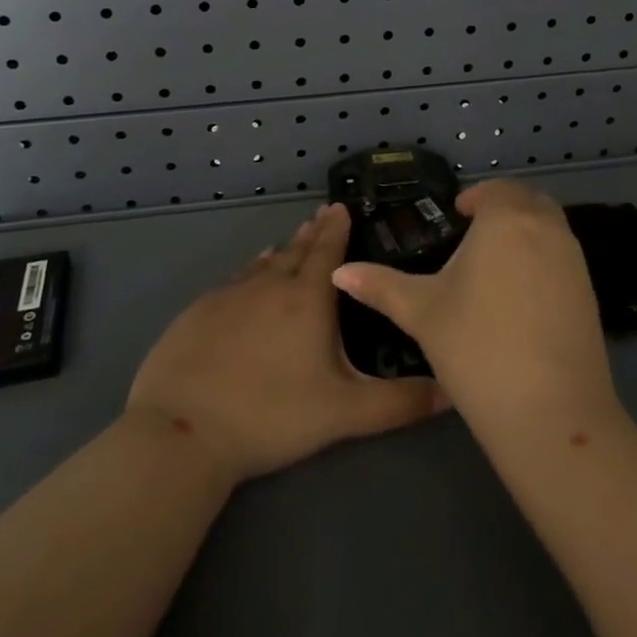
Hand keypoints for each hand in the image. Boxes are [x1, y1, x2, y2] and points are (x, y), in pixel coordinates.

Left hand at [127, 203, 445, 485]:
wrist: (183, 430)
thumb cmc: (272, 416)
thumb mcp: (345, 413)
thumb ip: (400, 402)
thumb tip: (452, 391)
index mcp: (307, 300)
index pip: (327, 252)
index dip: (336, 228)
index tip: (341, 206)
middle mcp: (269, 285)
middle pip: (295, 251)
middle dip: (312, 233)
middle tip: (321, 215)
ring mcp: (230, 296)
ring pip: (262, 264)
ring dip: (281, 251)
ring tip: (290, 242)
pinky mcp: (198, 312)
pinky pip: (234, 281)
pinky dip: (249, 272)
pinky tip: (248, 278)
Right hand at [330, 180, 617, 430]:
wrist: (550, 412)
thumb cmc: (476, 347)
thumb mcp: (421, 313)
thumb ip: (380, 286)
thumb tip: (339, 272)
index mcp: (506, 220)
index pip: (494, 190)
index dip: (474, 198)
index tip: (456, 216)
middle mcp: (546, 228)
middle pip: (527, 200)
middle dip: (502, 208)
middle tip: (473, 235)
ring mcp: (575, 260)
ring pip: (549, 227)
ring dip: (525, 230)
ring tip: (494, 264)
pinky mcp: (590, 292)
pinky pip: (563, 256)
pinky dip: (543, 258)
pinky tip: (520, 296)